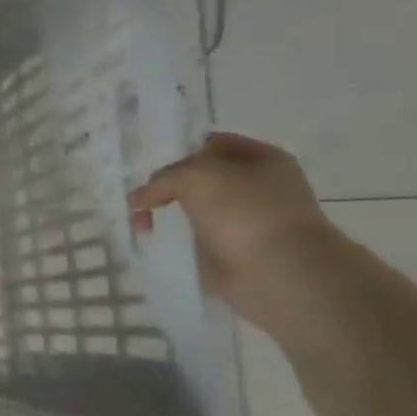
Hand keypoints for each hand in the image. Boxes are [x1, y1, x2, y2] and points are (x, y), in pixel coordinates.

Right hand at [129, 132, 344, 336]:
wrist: (276, 271)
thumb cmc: (244, 211)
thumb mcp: (196, 175)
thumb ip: (163, 178)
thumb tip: (139, 198)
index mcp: (262, 159)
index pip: (213, 144)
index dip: (181, 151)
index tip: (150, 166)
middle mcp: (257, 187)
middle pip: (201, 179)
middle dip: (168, 187)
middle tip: (140, 199)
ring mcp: (245, 221)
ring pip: (194, 210)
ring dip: (166, 216)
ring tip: (140, 226)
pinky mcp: (232, 251)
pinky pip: (194, 240)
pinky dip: (173, 241)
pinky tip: (154, 243)